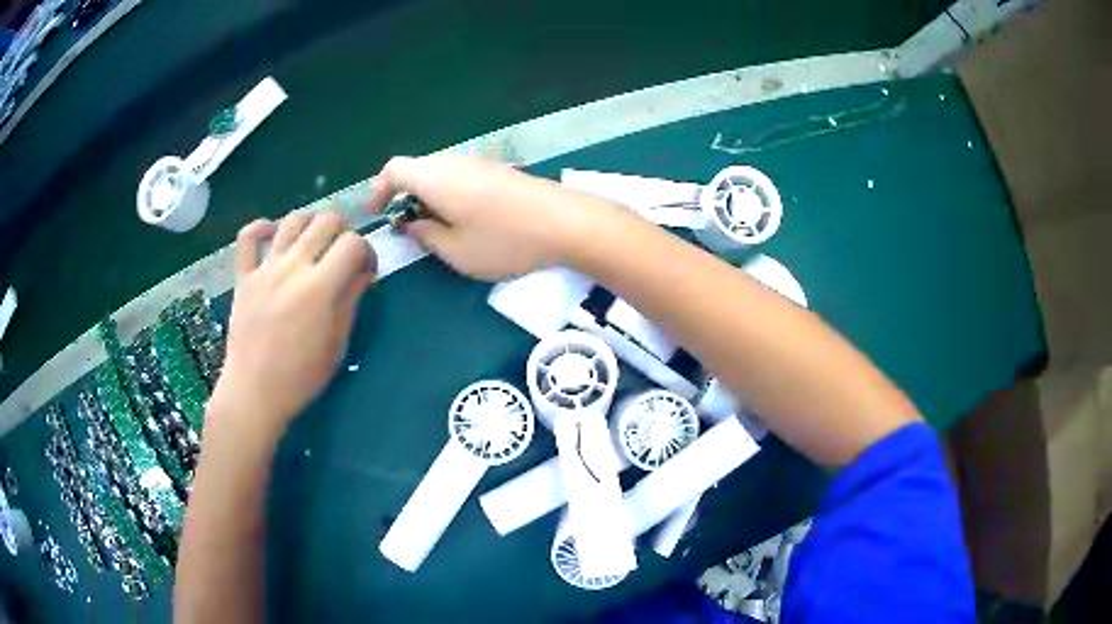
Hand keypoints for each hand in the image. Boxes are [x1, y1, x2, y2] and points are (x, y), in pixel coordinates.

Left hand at [210, 213, 375, 436]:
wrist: (254, 392)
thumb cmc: (301, 376)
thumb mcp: (337, 344)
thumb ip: (350, 301)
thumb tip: (363, 273)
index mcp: (321, 287)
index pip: (353, 243)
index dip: (367, 251)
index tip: (366, 270)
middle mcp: (294, 267)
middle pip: (326, 221)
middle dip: (343, 230)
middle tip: (342, 253)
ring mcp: (265, 268)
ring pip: (293, 220)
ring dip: (310, 223)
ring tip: (313, 242)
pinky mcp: (243, 276)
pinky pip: (248, 236)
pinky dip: (262, 227)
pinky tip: (273, 234)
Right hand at [368, 154, 597, 280]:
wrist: (565, 223)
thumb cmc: (504, 240)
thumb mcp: (456, 251)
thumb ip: (426, 237)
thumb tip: (412, 225)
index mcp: (434, 176)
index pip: (393, 169)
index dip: (379, 189)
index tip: (377, 213)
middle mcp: (453, 161)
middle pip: (416, 169)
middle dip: (404, 196)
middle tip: (408, 227)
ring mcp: (479, 163)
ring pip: (440, 174)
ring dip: (429, 196)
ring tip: (436, 228)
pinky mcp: (498, 170)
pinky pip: (461, 177)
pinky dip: (450, 194)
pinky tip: (465, 220)